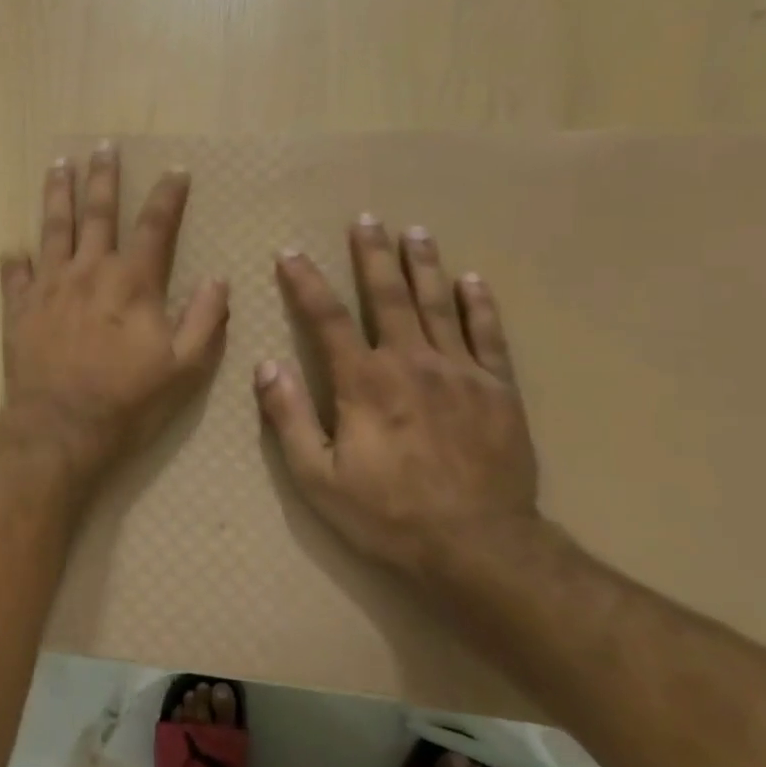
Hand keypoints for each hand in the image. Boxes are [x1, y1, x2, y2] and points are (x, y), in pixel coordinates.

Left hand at [0, 146, 229, 480]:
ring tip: (58, 166)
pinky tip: (14, 247)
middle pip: (98, 213)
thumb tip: (219, 280)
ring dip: (57, 195)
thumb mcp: (184, 369)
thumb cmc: (127, 401)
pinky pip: (15, 275)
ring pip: (53, 229)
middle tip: (103, 147)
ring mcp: (49, 287)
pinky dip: (15, 259)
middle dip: (104, 177)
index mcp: (132, 282)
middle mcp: (89, 272)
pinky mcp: (19, 309)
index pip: (156, 226)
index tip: (175, 170)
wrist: (60, 428)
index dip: (168, 196)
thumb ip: (205, 321)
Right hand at [254, 215, 539, 582]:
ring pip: (439, 304)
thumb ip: (290, 417)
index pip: (326, 318)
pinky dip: (480, 305)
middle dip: (373, 255)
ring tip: (415, 231)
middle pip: (388, 296)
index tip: (290, 253)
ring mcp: (460, 372)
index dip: (305, 282)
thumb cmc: (387, 515)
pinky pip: (488, 335)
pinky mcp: (498, 390)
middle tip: (366, 219)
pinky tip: (473, 280)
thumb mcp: (317, 477)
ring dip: (424, 265)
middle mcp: (411, 363)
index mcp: (364, 382)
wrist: (479, 547)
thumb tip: (267, 366)